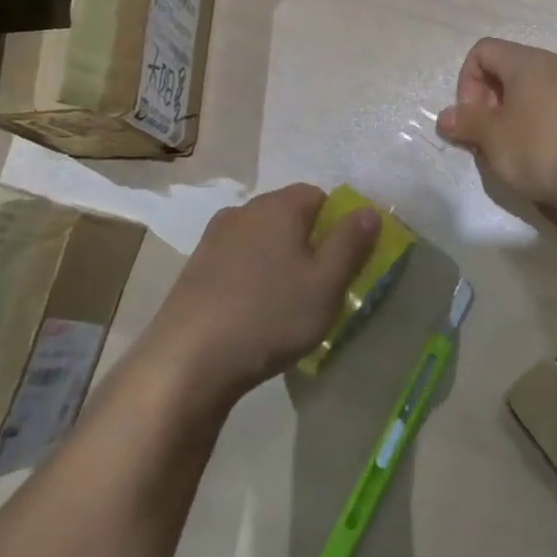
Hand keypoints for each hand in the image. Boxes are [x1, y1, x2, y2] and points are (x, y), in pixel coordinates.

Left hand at [147, 184, 379, 403]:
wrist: (187, 361)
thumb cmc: (269, 316)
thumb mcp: (326, 284)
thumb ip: (351, 243)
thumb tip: (369, 210)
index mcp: (278, 206)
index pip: (319, 196)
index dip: (336, 225)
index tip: (340, 262)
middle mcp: (243, 210)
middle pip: (288, 215)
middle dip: (307, 242)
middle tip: (317, 286)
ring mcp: (213, 238)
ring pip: (260, 238)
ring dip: (276, 260)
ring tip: (283, 303)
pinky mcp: (194, 267)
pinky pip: (236, 260)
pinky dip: (249, 277)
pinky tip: (250, 312)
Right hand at [435, 38, 556, 221]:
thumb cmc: (539, 150)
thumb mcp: (492, 138)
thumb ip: (465, 121)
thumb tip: (447, 117)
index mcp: (530, 61)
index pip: (484, 51)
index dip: (467, 81)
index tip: (471, 117)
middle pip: (507, 68)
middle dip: (487, 99)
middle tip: (485, 135)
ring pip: (531, 87)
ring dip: (510, 111)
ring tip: (507, 147)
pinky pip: (552, 103)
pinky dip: (535, 119)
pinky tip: (534, 151)